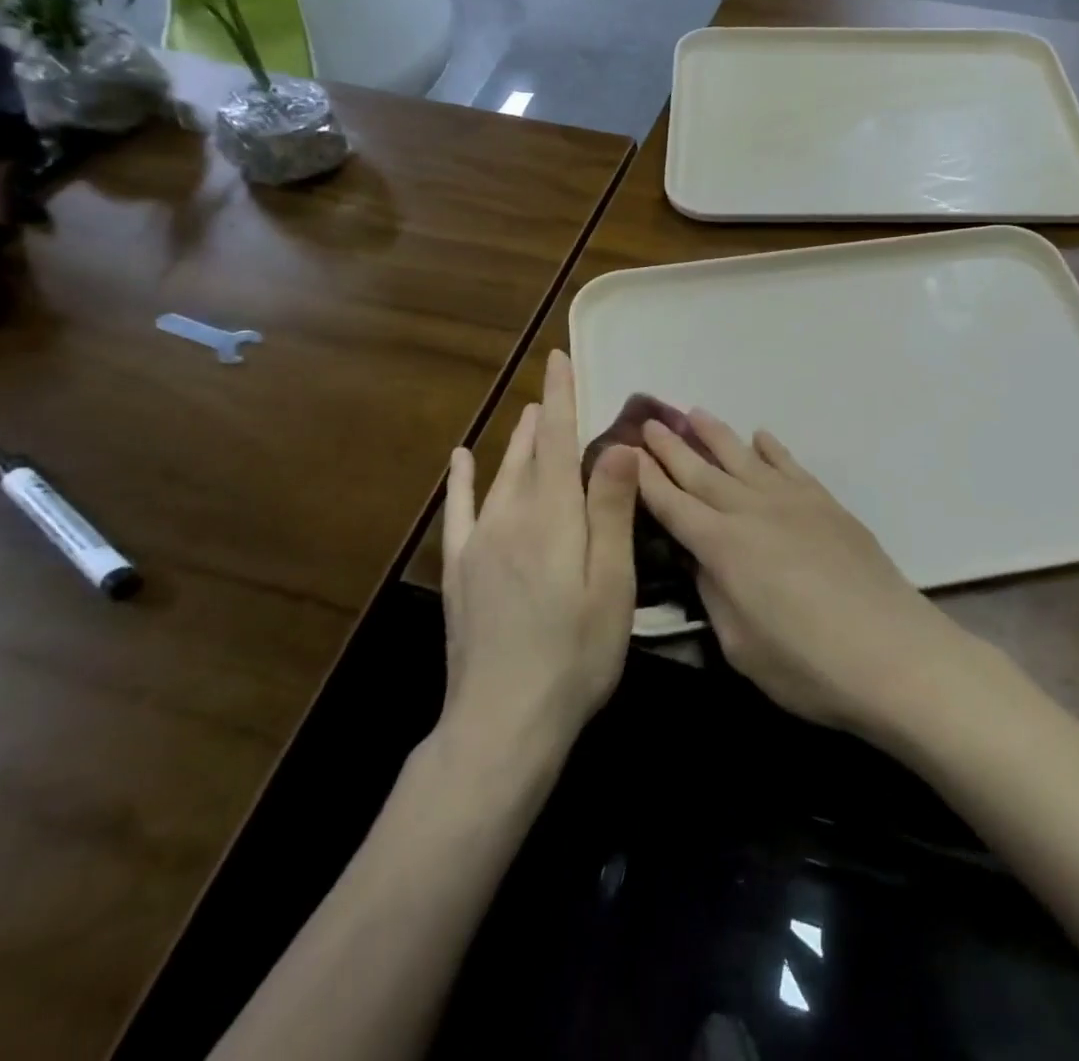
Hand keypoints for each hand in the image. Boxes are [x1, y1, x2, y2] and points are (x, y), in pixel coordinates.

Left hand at [441, 350, 638, 751]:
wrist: (504, 722)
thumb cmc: (575, 653)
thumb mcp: (612, 583)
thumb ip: (611, 511)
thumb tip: (618, 444)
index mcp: (553, 516)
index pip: (559, 439)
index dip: (561, 396)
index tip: (559, 357)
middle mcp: (511, 516)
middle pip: (531, 452)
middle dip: (545, 415)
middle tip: (555, 385)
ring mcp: (479, 544)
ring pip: (501, 475)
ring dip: (517, 441)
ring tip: (529, 414)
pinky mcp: (460, 571)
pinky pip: (459, 512)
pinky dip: (462, 482)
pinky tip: (461, 460)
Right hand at [636, 410, 965, 737]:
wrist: (893, 652)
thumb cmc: (808, 665)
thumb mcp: (741, 645)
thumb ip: (714, 595)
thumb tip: (702, 560)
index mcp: (722, 547)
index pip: (673, 505)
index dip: (648, 479)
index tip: (626, 452)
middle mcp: (752, 511)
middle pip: (703, 472)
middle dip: (672, 447)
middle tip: (649, 422)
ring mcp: (793, 502)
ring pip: (744, 458)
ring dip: (716, 435)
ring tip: (694, 413)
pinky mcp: (826, 504)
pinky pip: (790, 465)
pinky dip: (772, 449)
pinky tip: (760, 437)